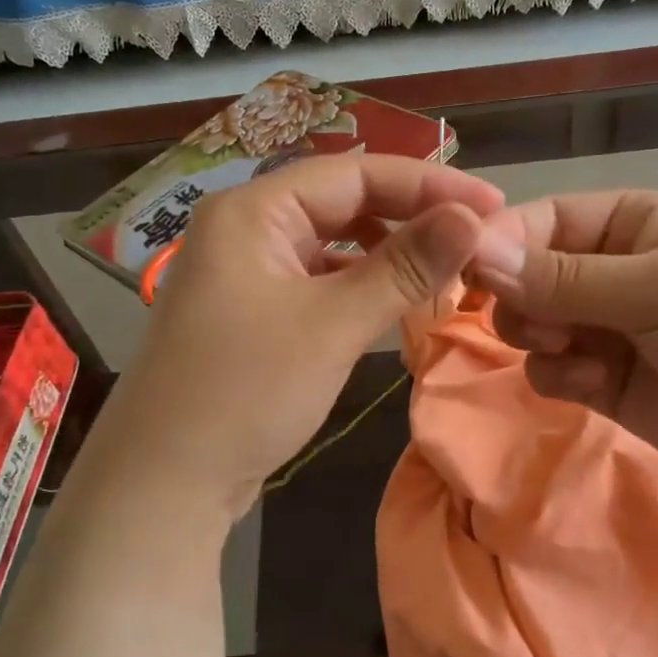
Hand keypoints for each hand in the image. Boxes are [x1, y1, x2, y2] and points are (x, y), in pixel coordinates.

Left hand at [92, 155, 504, 516]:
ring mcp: (247, 273)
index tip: (493, 204)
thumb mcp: (333, 325)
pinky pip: (318, 281)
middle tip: (475, 237)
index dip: (429, 183)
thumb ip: (404, 267)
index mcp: (254, 210)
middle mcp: (246, 228)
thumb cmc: (246, 392)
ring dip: (388, 252)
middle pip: (343, 202)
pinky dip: (360, 286)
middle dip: (410, 215)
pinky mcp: (254, 314)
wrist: (165, 483)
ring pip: (332, 243)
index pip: (356, 173)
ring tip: (444, 268)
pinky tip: (394, 302)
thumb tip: (472, 218)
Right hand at [468, 190, 657, 497]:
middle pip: (526, 273)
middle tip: (539, 325)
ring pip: (530, 323)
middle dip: (522, 300)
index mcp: (631, 221)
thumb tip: (475, 252)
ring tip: (578, 355)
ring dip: (540, 339)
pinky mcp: (602, 377)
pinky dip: (560, 376)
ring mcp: (605, 325)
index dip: (501, 242)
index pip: (542, 219)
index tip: (464, 272)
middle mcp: (610, 267)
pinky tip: (596, 386)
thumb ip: (563, 277)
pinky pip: (549, 367)